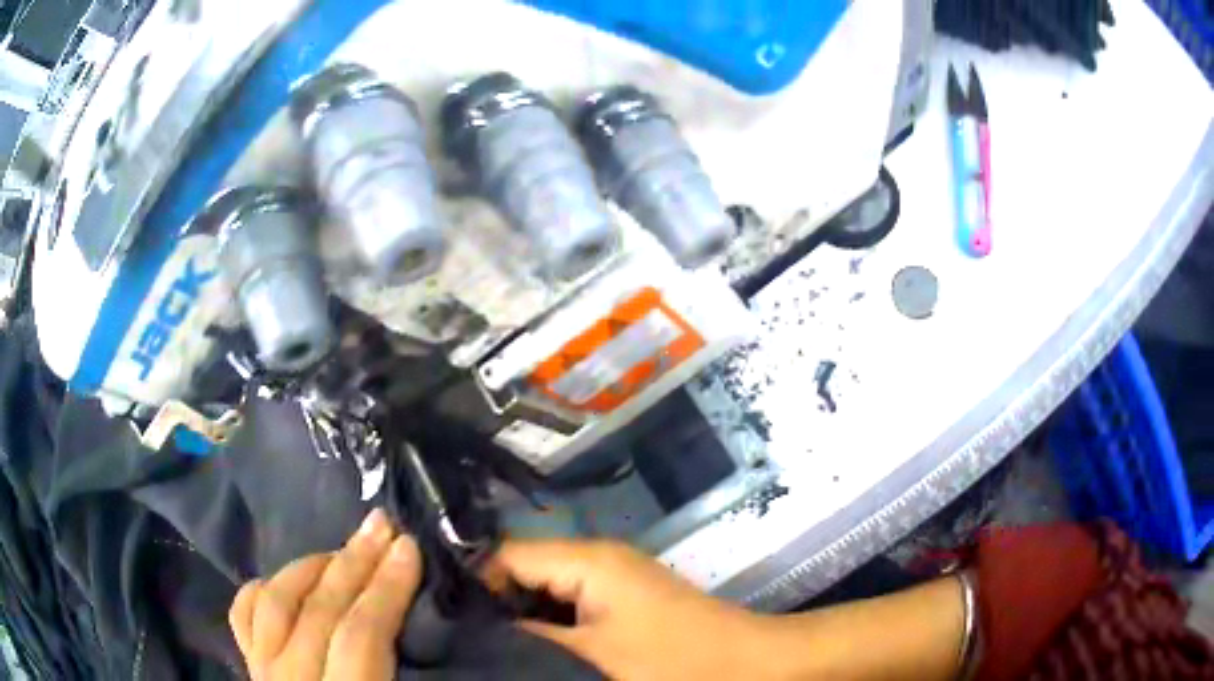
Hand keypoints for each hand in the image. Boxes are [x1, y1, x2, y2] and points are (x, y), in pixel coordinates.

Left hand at [229, 509, 422, 680]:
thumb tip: (431, 640)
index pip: (357, 637)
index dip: (386, 590)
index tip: (409, 550)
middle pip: (317, 611)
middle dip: (354, 564)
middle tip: (382, 526)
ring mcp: (261, 674)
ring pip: (274, 603)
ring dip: (311, 566)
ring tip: (342, 548)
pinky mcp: (248, 669)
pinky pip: (244, 616)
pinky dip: (264, 588)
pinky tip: (287, 578)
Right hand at [489, 539, 770, 680]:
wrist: (748, 665)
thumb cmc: (674, 662)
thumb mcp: (591, 655)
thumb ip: (530, 635)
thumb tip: (480, 627)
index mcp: (587, 559)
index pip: (505, 553)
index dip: (473, 583)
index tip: (447, 620)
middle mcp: (597, 557)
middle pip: (524, 568)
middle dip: (494, 601)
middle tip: (465, 638)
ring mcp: (614, 577)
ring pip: (546, 587)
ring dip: (521, 614)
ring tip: (490, 646)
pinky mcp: (625, 599)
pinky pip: (571, 601)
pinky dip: (549, 621)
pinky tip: (534, 647)